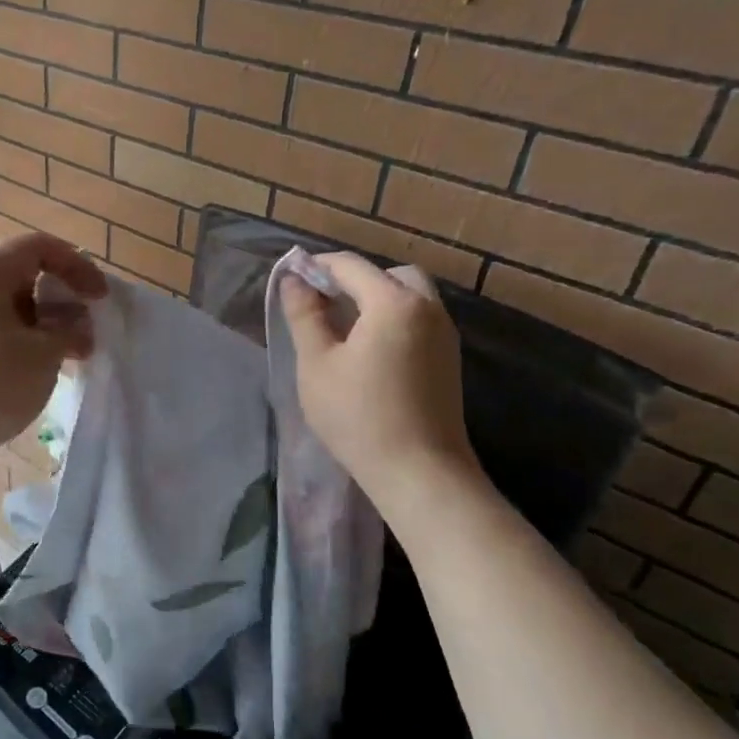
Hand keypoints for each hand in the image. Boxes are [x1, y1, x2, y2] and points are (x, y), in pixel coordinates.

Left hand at [0, 232, 105, 470]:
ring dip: (36, 320)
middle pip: (17, 271)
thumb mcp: (44, 353)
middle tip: (81, 327)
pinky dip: (11, 334)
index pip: (37, 246)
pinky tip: (27, 366)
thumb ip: (70, 328)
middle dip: (56, 296)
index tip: (99, 297)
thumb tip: (77, 324)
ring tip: (60, 352)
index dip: (76, 266)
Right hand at [279, 254, 479, 519]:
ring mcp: (444, 334)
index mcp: (394, 302)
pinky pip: (418, 320)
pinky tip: (368, 351)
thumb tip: (293, 280)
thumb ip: (304, 315)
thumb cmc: (358, 415)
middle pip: (389, 275)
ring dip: (375, 300)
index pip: (350, 266)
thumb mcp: (317, 364)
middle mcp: (428, 308)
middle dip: (353, 280)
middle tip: (321, 304)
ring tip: (341, 329)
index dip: (316, 267)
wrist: (419, 472)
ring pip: (409, 297)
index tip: (289, 281)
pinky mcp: (449, 359)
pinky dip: (392, 320)